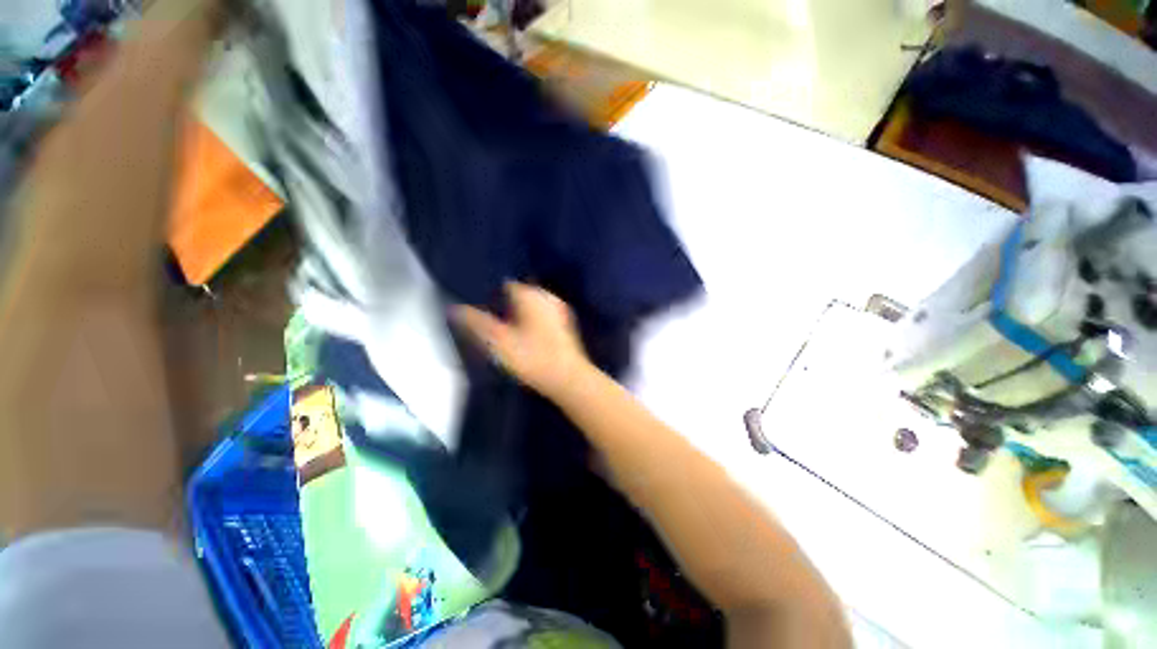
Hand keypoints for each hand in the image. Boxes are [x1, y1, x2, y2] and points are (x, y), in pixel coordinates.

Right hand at [453, 283, 592, 398]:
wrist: (568, 378)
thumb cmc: (532, 357)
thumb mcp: (497, 341)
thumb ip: (475, 322)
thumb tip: (454, 308)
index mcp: (531, 294)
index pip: (505, 285)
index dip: (491, 296)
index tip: (483, 310)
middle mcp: (548, 296)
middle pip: (521, 294)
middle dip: (507, 305)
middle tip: (493, 322)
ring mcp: (560, 310)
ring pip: (534, 305)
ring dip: (522, 314)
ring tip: (509, 330)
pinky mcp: (567, 324)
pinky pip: (545, 316)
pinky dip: (535, 321)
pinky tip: (529, 337)